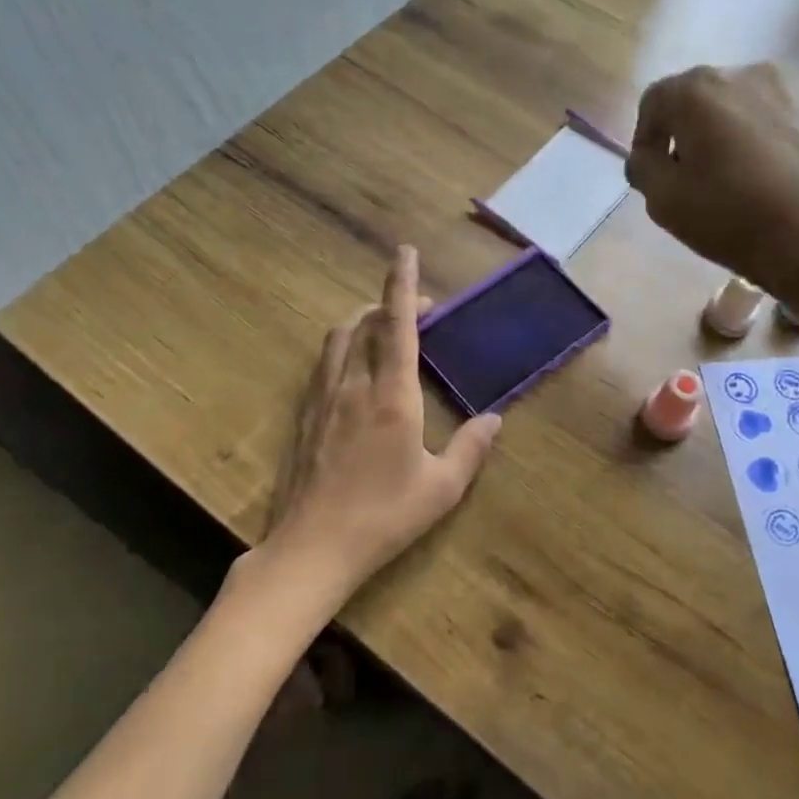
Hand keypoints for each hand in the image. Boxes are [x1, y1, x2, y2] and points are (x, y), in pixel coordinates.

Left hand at [261, 246, 501, 601]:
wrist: (313, 547)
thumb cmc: (385, 516)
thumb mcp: (442, 488)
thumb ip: (472, 448)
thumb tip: (495, 419)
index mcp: (392, 396)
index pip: (397, 325)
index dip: (402, 284)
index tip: (405, 251)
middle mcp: (353, 385)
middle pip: (363, 323)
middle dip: (387, 303)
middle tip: (416, 310)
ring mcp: (322, 399)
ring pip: (338, 339)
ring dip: (361, 323)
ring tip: (384, 332)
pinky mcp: (304, 416)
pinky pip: (323, 365)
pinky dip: (343, 349)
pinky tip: (354, 371)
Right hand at [630, 63, 798, 409]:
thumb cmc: (731, 217)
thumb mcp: (664, 200)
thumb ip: (642, 168)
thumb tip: (646, 156)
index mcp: (697, 90)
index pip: (653, 102)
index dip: (644, 139)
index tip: (651, 176)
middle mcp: (740, 74)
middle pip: (694, 100)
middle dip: (681, 136)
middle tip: (684, 181)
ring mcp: (784, 90)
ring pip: (732, 111)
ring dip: (718, 139)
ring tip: (723, 184)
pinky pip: (764, 123)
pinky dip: (751, 144)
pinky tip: (757, 183)